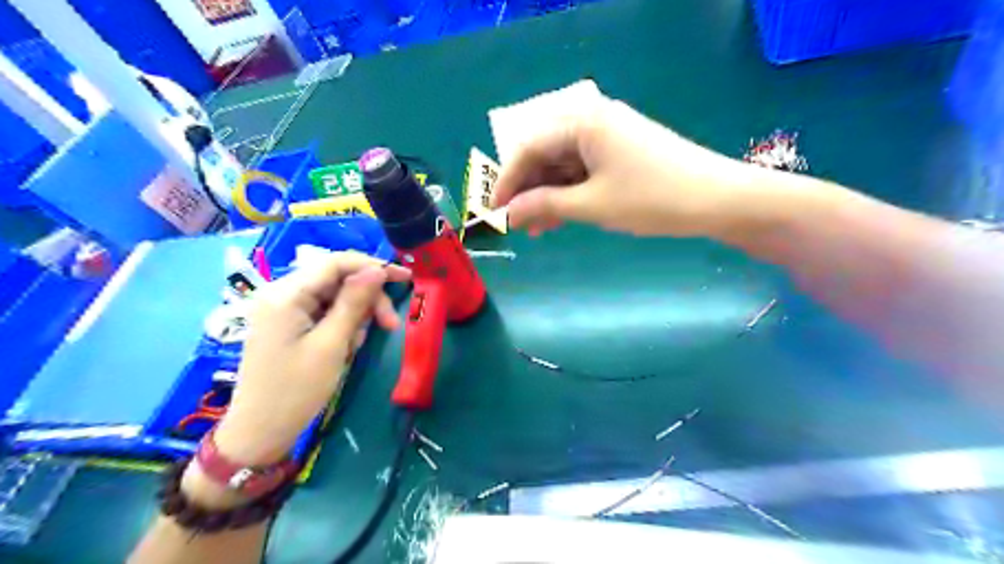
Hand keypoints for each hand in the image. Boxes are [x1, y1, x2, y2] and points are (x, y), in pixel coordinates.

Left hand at [211, 253, 410, 464]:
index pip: (335, 262)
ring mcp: (284, 309)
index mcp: (286, 294)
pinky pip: (325, 312)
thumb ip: (354, 302)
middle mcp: (282, 293)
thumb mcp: (332, 344)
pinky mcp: (288, 323)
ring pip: (334, 296)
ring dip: (355, 316)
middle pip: (337, 279)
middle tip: (390, 325)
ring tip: (357, 346)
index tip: (405, 278)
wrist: (260, 432)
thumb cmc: (296, 390)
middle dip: (366, 299)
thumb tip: (377, 270)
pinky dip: (342, 325)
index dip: (372, 265)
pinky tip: (346, 347)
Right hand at [491, 95, 757, 234]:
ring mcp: (609, 137)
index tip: (494, 212)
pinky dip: (570, 195)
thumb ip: (544, 205)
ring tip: (537, 230)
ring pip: (564, 167)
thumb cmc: (651, 198)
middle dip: (529, 192)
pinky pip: (584, 172)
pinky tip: (560, 219)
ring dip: (548, 197)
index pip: (529, 148)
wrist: (717, 200)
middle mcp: (592, 121)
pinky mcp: (622, 153)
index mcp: (582, 122)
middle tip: (517, 225)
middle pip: (545, 155)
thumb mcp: (591, 205)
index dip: (508, 182)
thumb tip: (507, 214)